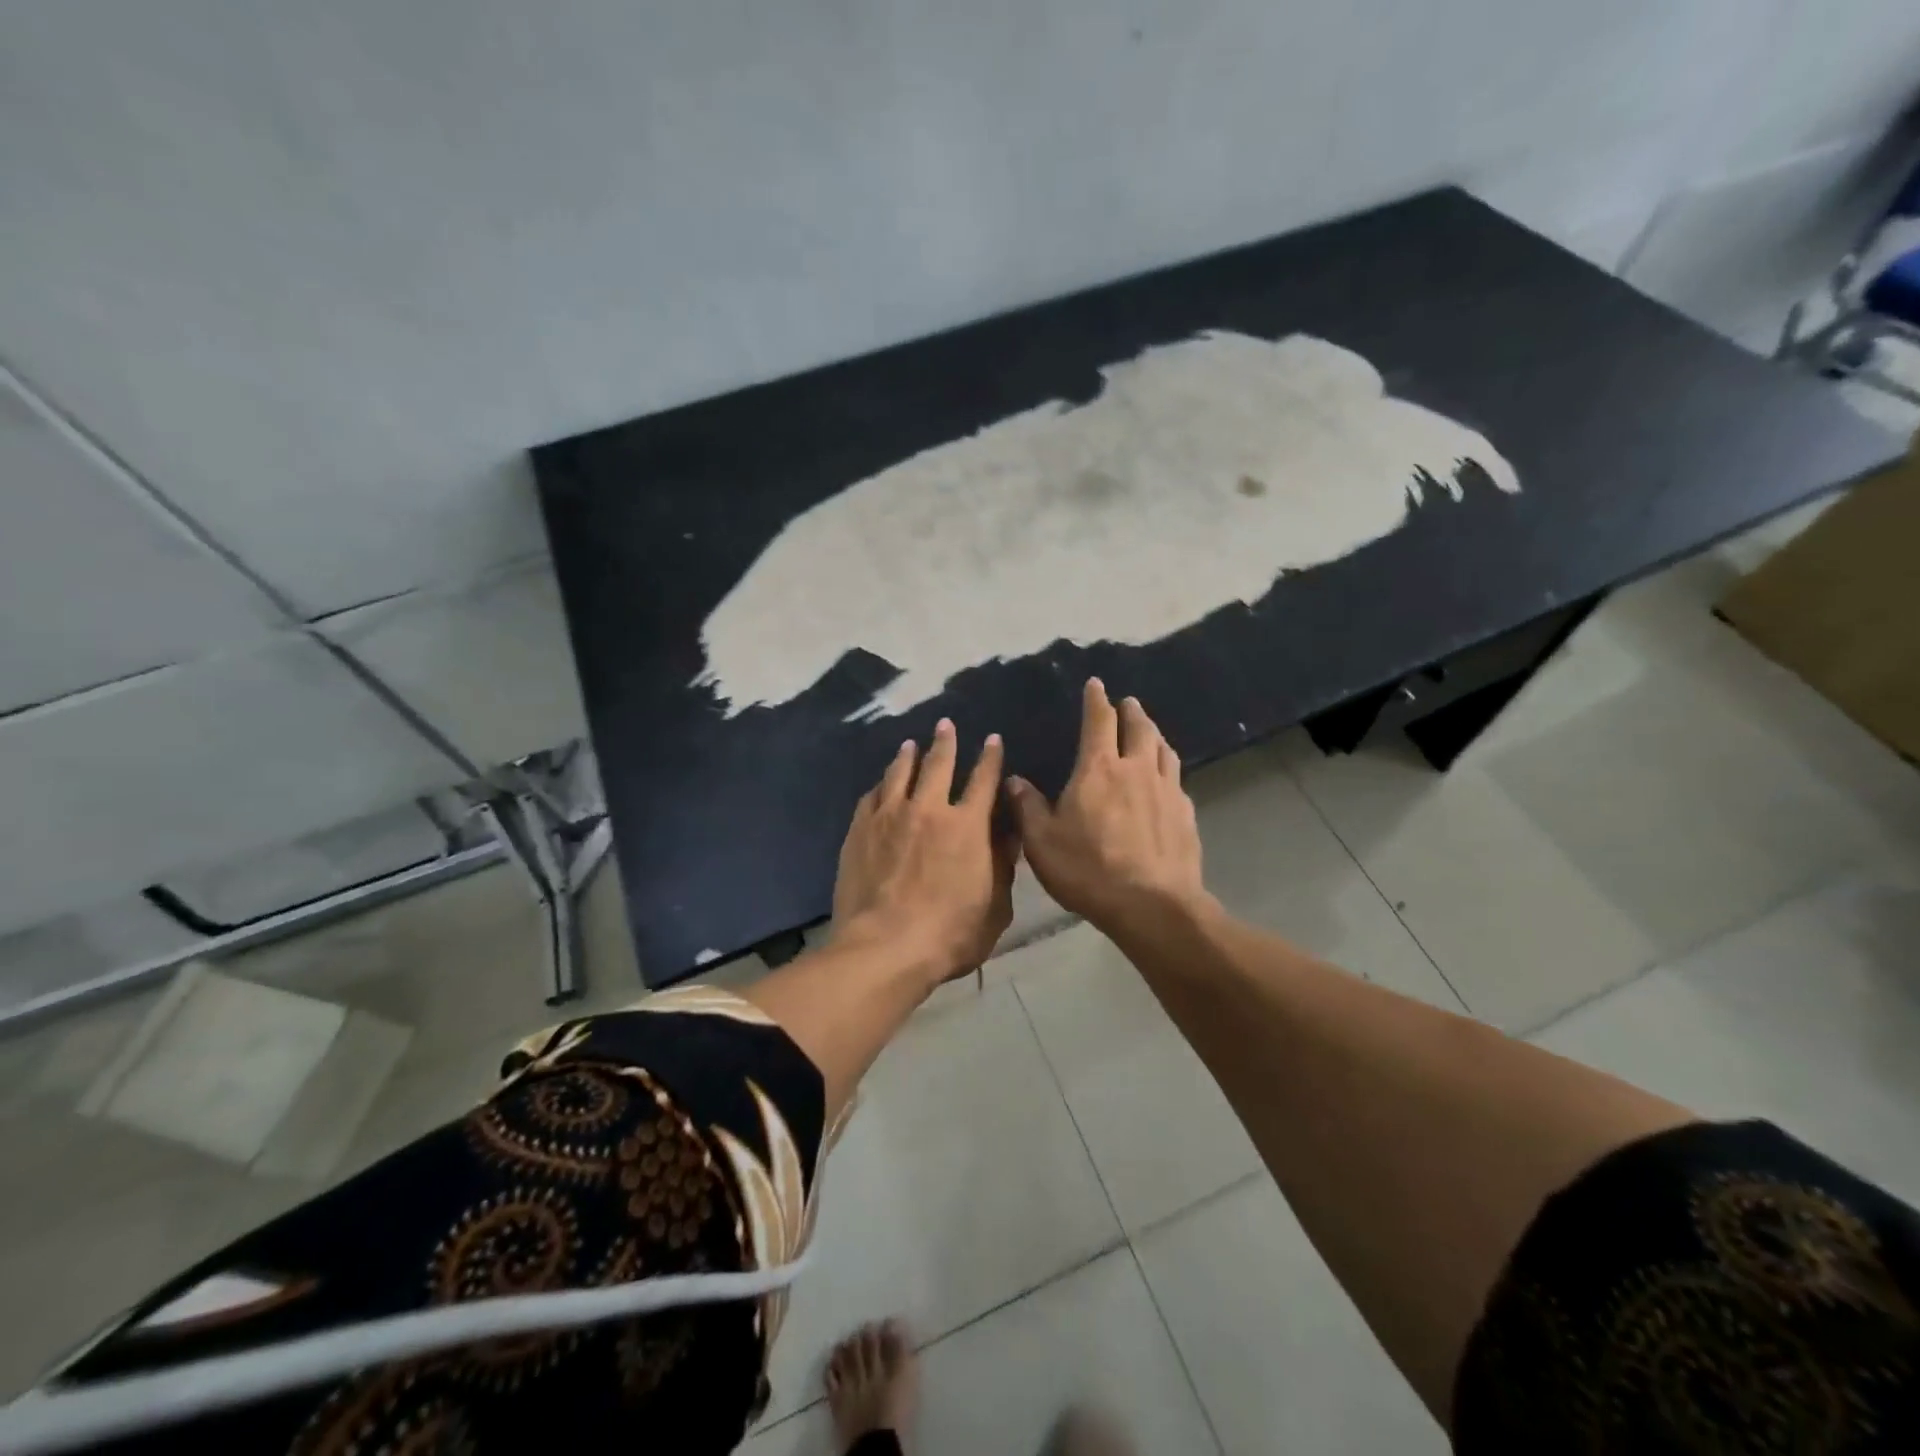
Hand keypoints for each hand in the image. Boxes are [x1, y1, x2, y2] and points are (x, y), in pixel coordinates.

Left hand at [832, 719, 1016, 981]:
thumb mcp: (995, 907)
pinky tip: (880, 784)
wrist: (885, 947)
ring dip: (908, 756)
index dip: (990, 757)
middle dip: (945, 742)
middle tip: (945, 725)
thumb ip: (1002, 865)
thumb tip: (1008, 833)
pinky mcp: (859, 830)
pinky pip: (871, 797)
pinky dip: (880, 786)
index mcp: (968, 825)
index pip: (984, 780)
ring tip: (910, 744)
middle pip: (938, 764)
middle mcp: (928, 809)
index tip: (992, 740)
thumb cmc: (950, 934)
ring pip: (899, 773)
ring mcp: (889, 816)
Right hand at [1008, 679, 1207, 933]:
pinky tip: (1166, 780)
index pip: (1099, 722)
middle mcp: (1136, 770)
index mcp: (1099, 769)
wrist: (1151, 905)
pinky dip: (1168, 769)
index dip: (1097, 700)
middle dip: (1132, 711)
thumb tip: (1014, 780)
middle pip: (1139, 728)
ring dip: (1155, 734)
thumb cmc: (1088, 869)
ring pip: (1164, 750)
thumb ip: (1027, 807)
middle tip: (1128, 702)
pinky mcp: (1186, 815)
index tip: (1097, 684)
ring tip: (1150, 731)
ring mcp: (1167, 791)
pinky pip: (1177, 780)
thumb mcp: (1042, 842)